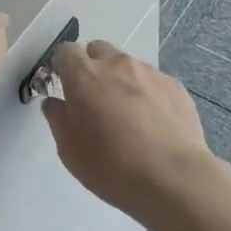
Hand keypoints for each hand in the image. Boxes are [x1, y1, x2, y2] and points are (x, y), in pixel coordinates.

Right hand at [41, 41, 221, 230]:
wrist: (173, 179)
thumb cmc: (111, 166)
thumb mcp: (68, 149)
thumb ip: (57, 117)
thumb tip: (56, 102)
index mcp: (85, 75)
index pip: (66, 51)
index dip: (64, 67)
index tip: (66, 88)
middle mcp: (117, 64)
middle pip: (98, 51)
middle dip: (93, 68)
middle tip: (96, 101)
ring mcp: (149, 72)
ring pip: (128, 67)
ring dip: (122, 82)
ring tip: (130, 118)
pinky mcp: (175, 86)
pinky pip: (154, 83)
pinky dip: (149, 96)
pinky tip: (155, 125)